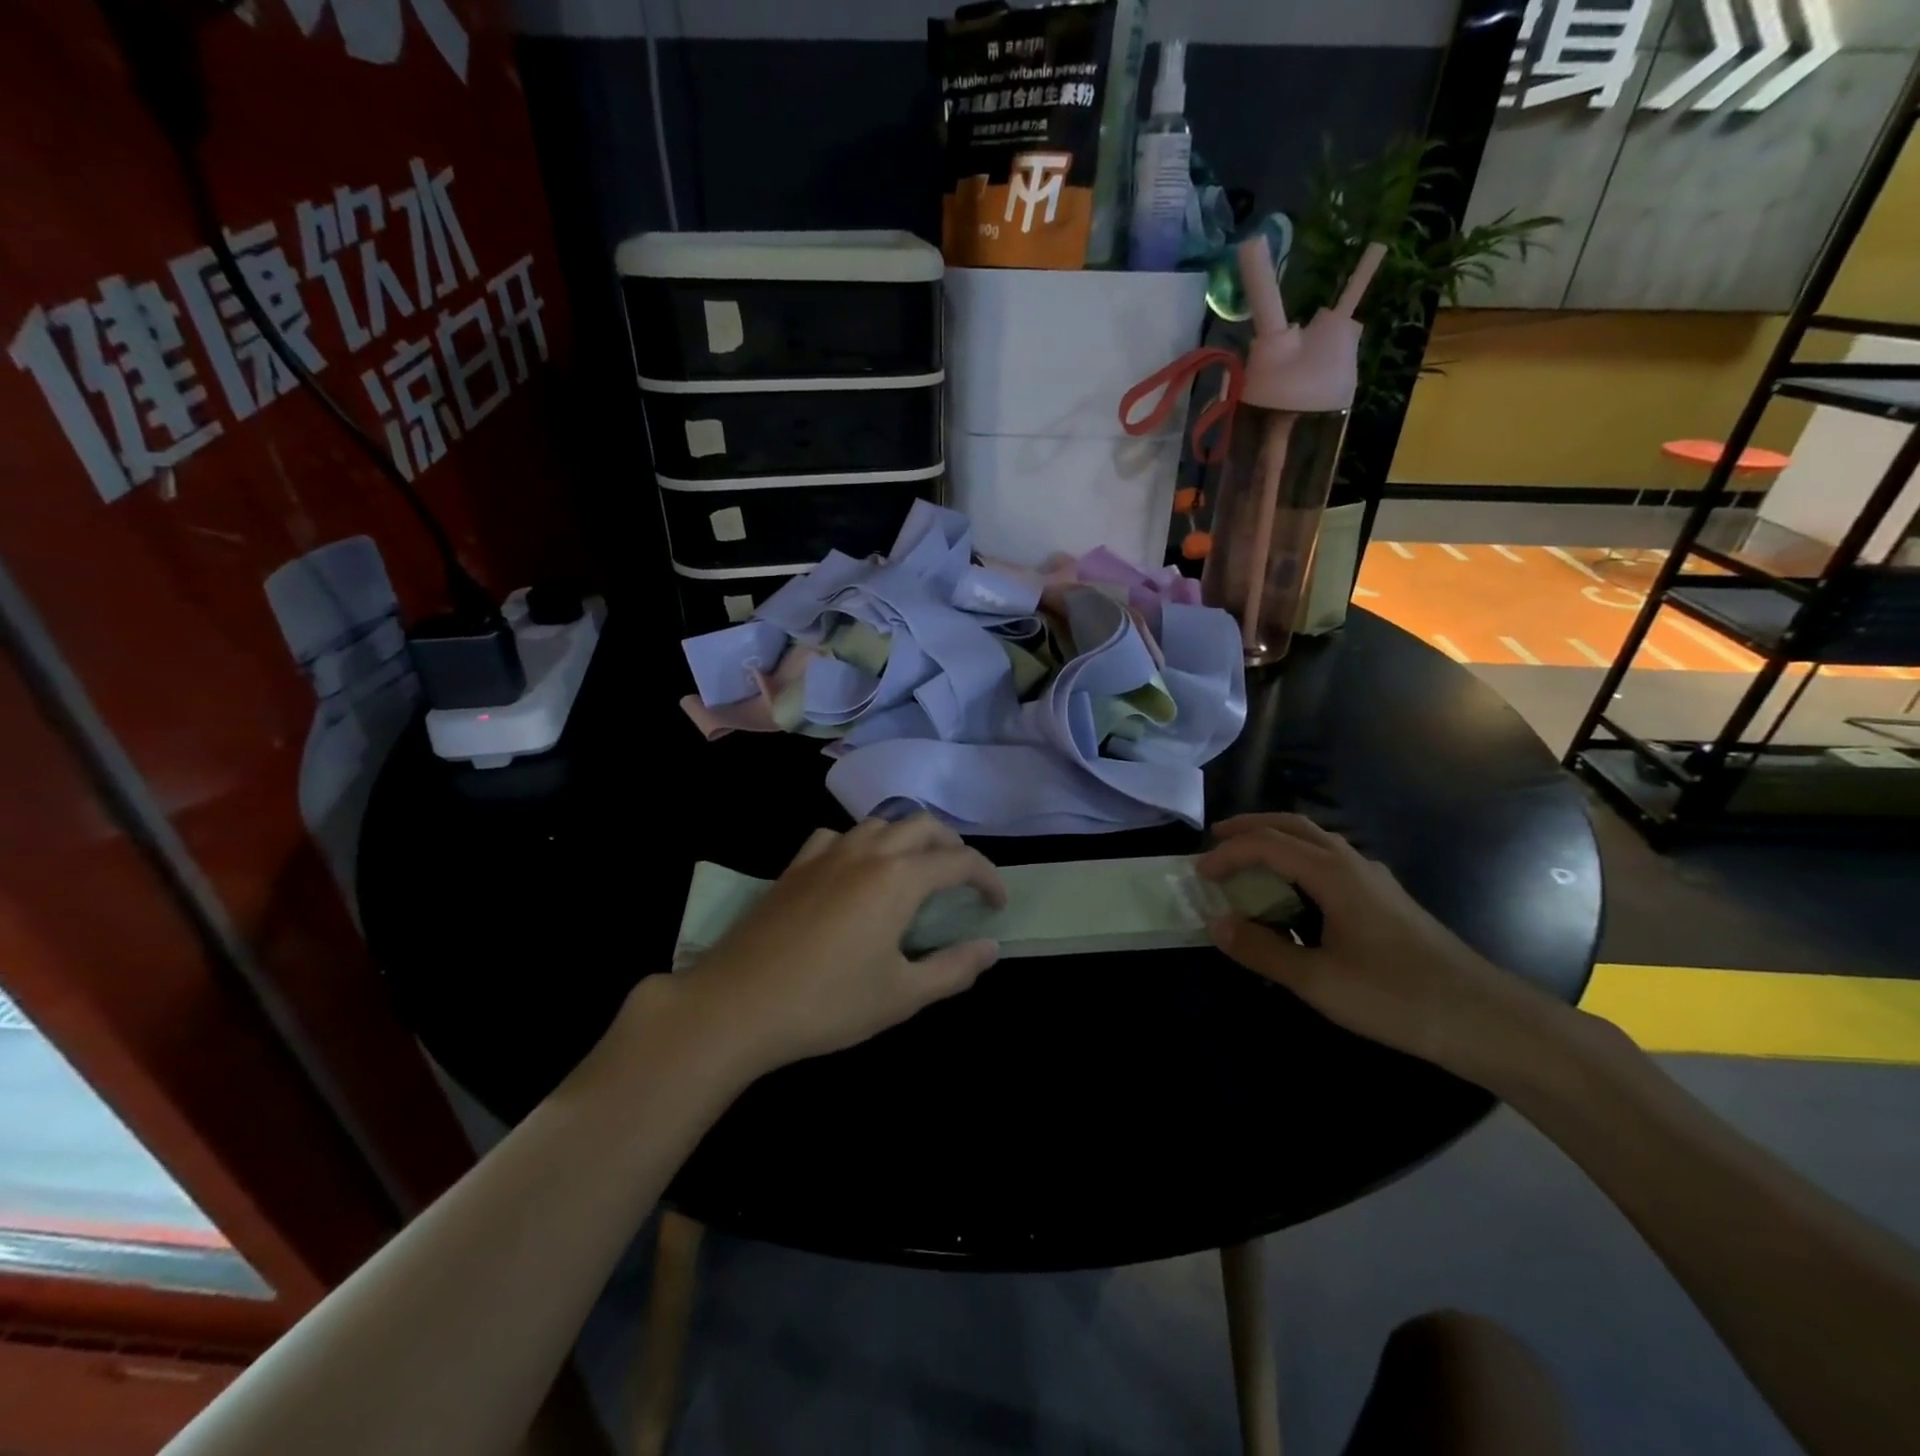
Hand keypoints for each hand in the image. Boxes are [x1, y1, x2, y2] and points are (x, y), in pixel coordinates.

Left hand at [673, 815, 1005, 1075]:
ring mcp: (826, 853)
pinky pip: (838, 836)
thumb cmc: (828, 1003)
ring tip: (915, 872)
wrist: (736, 1004)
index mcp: (899, 878)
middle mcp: (867, 852)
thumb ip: (954, 969)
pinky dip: (861, 844)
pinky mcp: (796, 865)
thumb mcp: (902, 995)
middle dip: (952, 847)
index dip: (988, 878)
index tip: (997, 904)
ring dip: (908, 839)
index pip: (959, 862)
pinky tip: (855, 872)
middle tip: (962, 882)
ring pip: (880, 823)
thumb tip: (991, 948)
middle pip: (922, 826)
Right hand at [1197, 814, 1555, 1077]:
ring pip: (1316, 840)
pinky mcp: (1386, 899)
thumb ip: (1262, 950)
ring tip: (1248, 861)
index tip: (1199, 875)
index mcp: (1333, 874)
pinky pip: (1331, 860)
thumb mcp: (1318, 980)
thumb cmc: (1397, 997)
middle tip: (1217, 840)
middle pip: (1293, 826)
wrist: (1486, 1020)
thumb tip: (1217, 925)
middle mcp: (1353, 863)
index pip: (1267, 844)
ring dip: (1276, 841)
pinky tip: (1295, 893)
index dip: (1228, 854)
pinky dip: (1298, 860)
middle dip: (1250, 827)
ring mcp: (1374, 879)